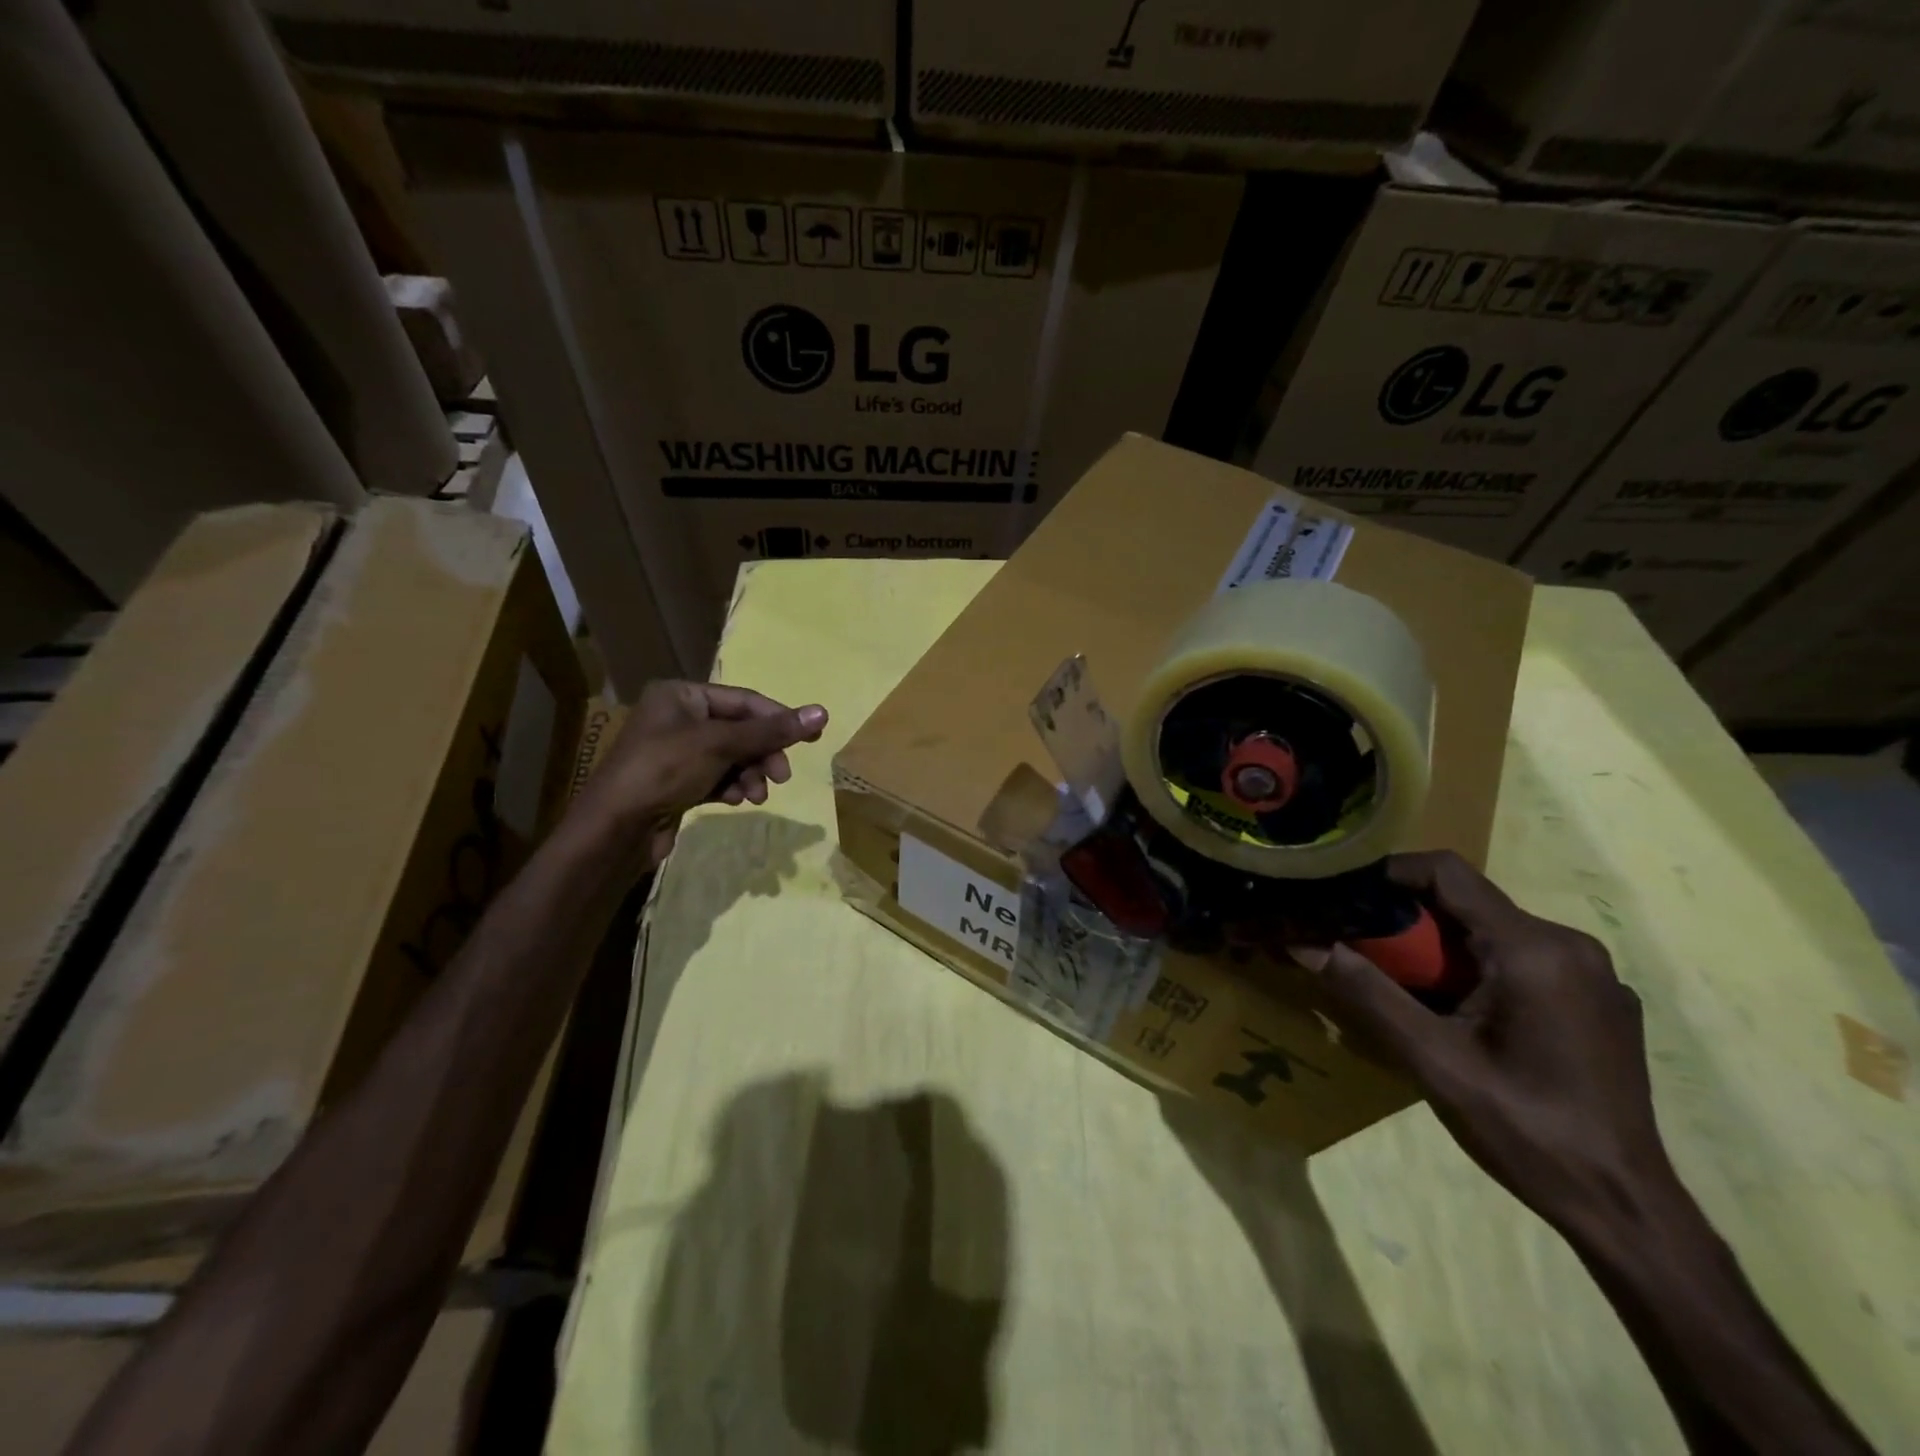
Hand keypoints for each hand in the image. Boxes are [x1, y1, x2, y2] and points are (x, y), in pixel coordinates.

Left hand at [575, 682, 826, 868]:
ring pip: (732, 757)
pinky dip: (732, 787)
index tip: (812, 739)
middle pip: (740, 730)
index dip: (779, 718)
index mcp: (681, 695)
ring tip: (756, 795)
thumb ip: (772, 730)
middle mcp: (678, 718)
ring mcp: (677, 752)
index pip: (744, 700)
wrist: (615, 828)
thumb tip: (822, 713)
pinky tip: (735, 801)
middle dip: (762, 754)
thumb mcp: (721, 745)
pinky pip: (718, 777)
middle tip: (782, 776)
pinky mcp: (678, 782)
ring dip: (750, 774)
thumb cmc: (664, 770)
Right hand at [1294, 851, 1672, 1232]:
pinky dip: (1477, 968)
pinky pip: (1522, 960)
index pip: (1447, 872)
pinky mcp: (1599, 1003)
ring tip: (1402, 984)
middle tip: (1360, 948)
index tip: (1343, 894)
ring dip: (1440, 947)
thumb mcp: (1432, 1059)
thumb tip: (1302, 943)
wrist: (1626, 1211)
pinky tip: (1460, 1014)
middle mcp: (1570, 946)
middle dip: (1407, 919)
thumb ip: (1366, 992)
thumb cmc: (1525, 1130)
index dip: (1387, 872)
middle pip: (1468, 903)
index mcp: (1534, 949)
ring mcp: (1593, 975)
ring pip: (1492, 932)